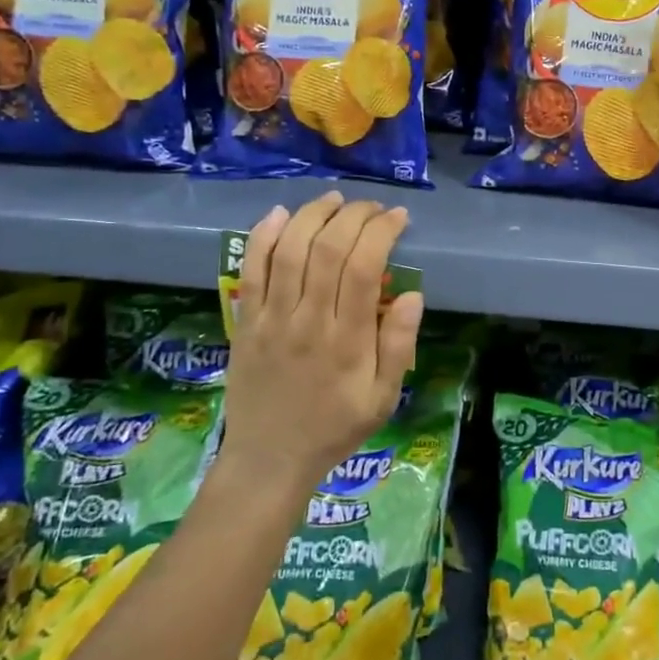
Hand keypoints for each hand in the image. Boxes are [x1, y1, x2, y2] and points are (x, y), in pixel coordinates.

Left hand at [222, 192, 423, 495]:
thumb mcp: (383, 398)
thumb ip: (398, 346)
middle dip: (352, 216)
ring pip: (289, 251)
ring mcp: (271, 319)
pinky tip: (280, 213)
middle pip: (326, 249)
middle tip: (371, 207)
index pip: (363, 268)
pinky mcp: (245, 322)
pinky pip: (251, 271)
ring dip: (312, 215)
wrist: (269, 459)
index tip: (397, 217)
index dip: (381, 232)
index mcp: (347, 342)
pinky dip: (264, 237)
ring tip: (334, 200)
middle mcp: (307, 322)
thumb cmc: (334, 427)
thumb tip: (413, 295)